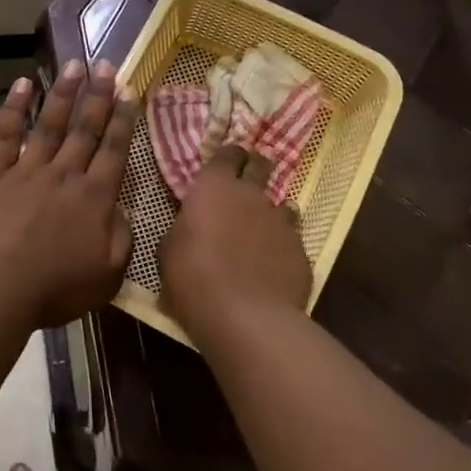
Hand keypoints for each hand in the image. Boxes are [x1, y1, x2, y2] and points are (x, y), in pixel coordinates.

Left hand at [0, 60, 136, 329]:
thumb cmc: (54, 288)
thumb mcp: (107, 274)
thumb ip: (121, 238)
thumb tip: (122, 210)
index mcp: (94, 198)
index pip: (114, 150)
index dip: (123, 119)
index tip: (130, 89)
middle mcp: (64, 174)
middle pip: (84, 128)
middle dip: (98, 95)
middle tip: (107, 64)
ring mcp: (27, 170)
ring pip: (49, 123)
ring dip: (63, 92)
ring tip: (74, 64)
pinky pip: (6, 134)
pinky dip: (14, 108)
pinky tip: (22, 84)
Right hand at [160, 144, 312, 336]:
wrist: (245, 316)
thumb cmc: (192, 278)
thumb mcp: (169, 249)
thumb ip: (184, 228)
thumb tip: (191, 226)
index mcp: (213, 187)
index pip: (227, 154)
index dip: (228, 156)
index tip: (225, 163)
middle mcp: (251, 195)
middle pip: (261, 166)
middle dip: (256, 168)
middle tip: (248, 180)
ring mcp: (281, 221)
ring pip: (280, 204)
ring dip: (270, 212)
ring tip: (260, 229)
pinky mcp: (301, 250)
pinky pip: (292, 238)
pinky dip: (282, 245)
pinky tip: (273, 263)